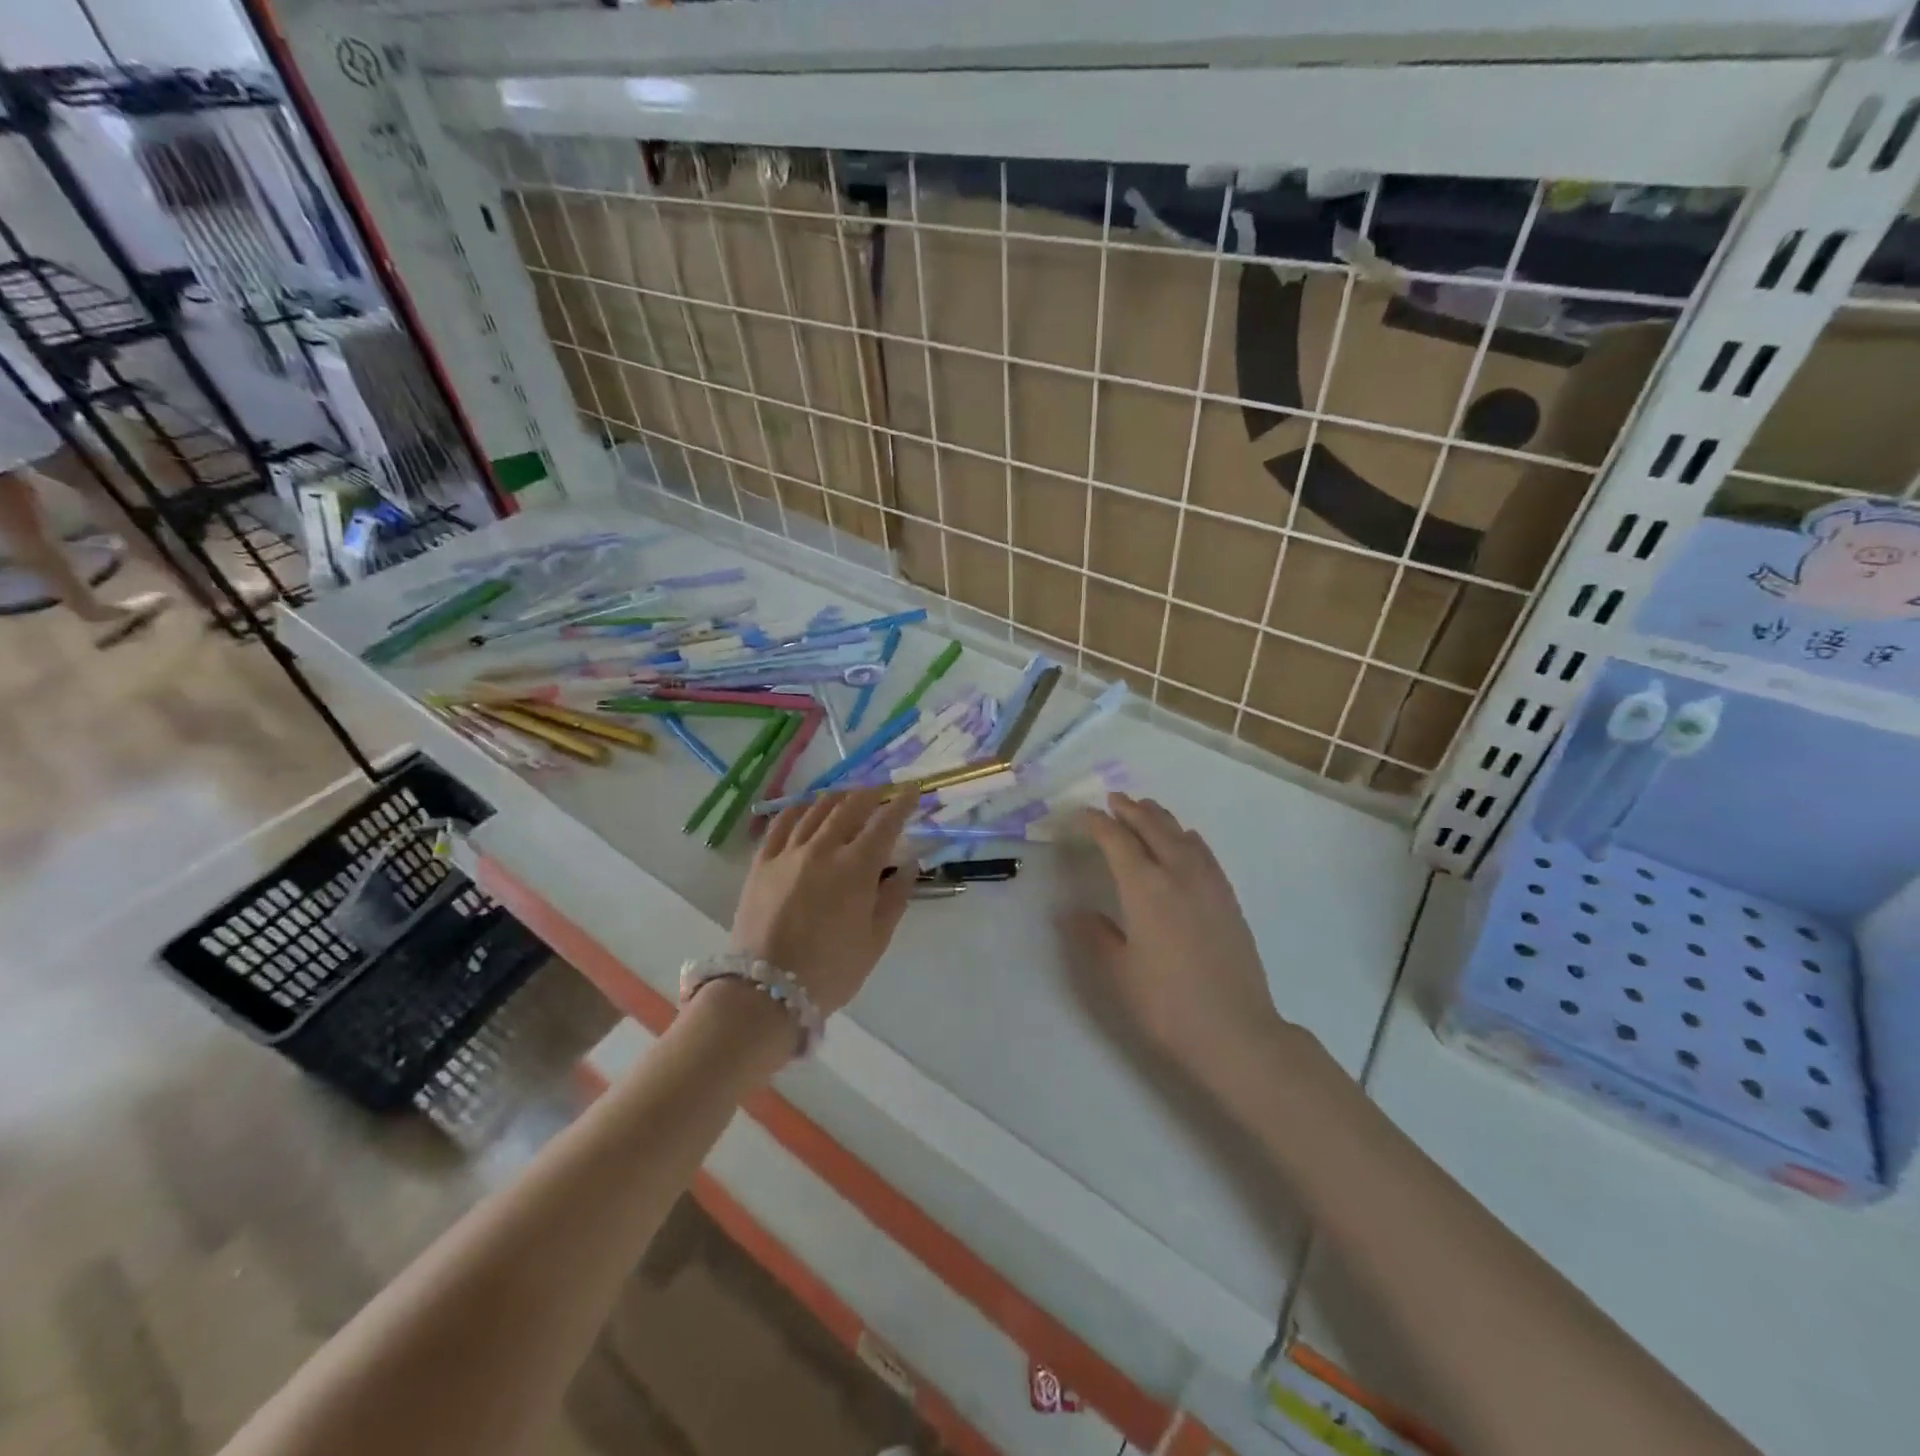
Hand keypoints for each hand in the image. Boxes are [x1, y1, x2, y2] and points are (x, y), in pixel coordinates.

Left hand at [729, 788, 918, 1014]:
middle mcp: (823, 849)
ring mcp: (788, 853)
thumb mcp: (875, 940)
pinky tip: (805, 807)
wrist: (766, 992)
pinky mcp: (761, 863)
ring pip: (815, 810)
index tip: (912, 789)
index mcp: (856, 868)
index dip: (901, 803)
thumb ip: (895, 898)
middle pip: (849, 807)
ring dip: (837, 797)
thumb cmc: (831, 971)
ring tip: (848, 794)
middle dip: (870, 793)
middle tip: (882, 789)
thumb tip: (908, 865)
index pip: (885, 823)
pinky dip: (797, 810)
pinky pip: (780, 825)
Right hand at [1069, 793, 1293, 1082]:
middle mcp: (1178, 874)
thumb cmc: (1167, 1004)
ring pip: (1182, 836)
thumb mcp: (1119, 972)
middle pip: (1153, 828)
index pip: (1117, 842)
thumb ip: (1096, 935)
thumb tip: (1074, 911)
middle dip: (1131, 811)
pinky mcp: (1228, 899)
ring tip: (1146, 808)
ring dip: (1160, 818)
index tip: (1083, 814)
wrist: (1236, 1032)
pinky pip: (1205, 854)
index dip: (1098, 824)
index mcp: (1145, 888)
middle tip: (1114, 800)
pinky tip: (1187, 840)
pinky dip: (1188, 838)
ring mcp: (1208, 885)